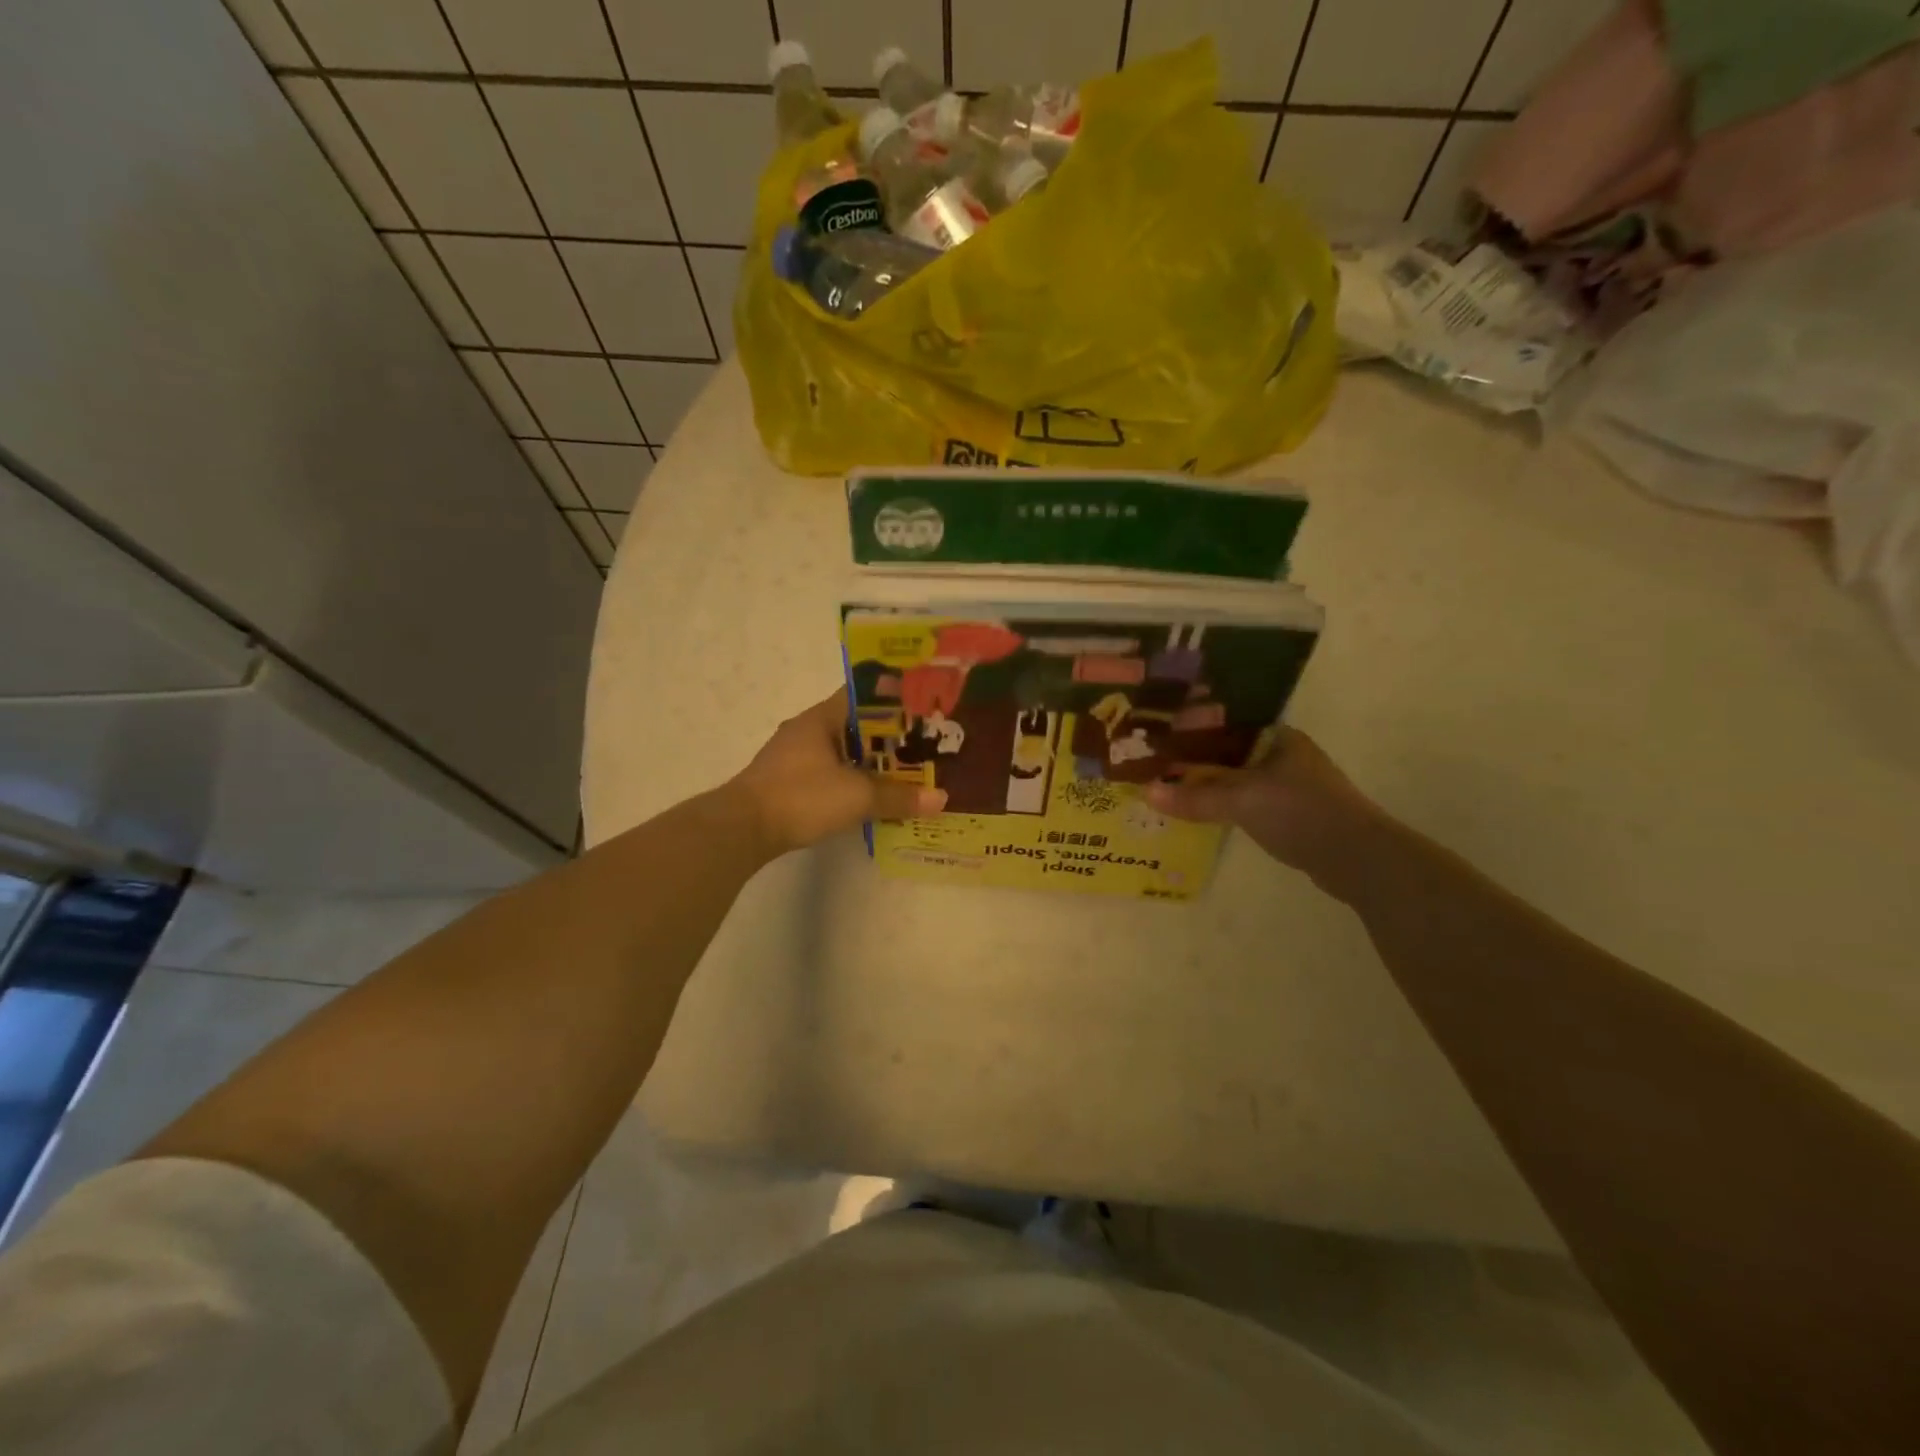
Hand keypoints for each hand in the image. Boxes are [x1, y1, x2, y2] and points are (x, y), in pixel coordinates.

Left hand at [732, 689, 946, 856]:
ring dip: (870, 762)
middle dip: (888, 736)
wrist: (742, 829)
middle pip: (855, 725)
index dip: (893, 698)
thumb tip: (941, 799)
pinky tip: (870, 796)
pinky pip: (830, 772)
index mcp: (821, 718)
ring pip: (842, 751)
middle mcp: (806, 730)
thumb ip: (899, 796)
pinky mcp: (788, 782)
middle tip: (923, 745)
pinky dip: (852, 780)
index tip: (922, 707)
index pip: (863, 695)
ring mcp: (794, 757)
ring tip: (905, 772)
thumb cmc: (801, 796)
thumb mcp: (857, 796)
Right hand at [1145, 727, 1385, 894]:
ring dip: (1209, 784)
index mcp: (1278, 736)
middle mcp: (1285, 754)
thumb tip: (1146, 792)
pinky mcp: (1293, 813)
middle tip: (1155, 763)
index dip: (1192, 728)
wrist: (1357, 858)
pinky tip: (1202, 812)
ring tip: (1169, 786)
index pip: (1226, 722)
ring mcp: (1291, 785)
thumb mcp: (1241, 801)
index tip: (1158, 736)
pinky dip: (1225, 805)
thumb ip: (1195, 796)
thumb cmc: (1300, 813)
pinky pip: (1248, 801)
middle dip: (1195, 759)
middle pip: (1229, 752)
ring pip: (1238, 778)